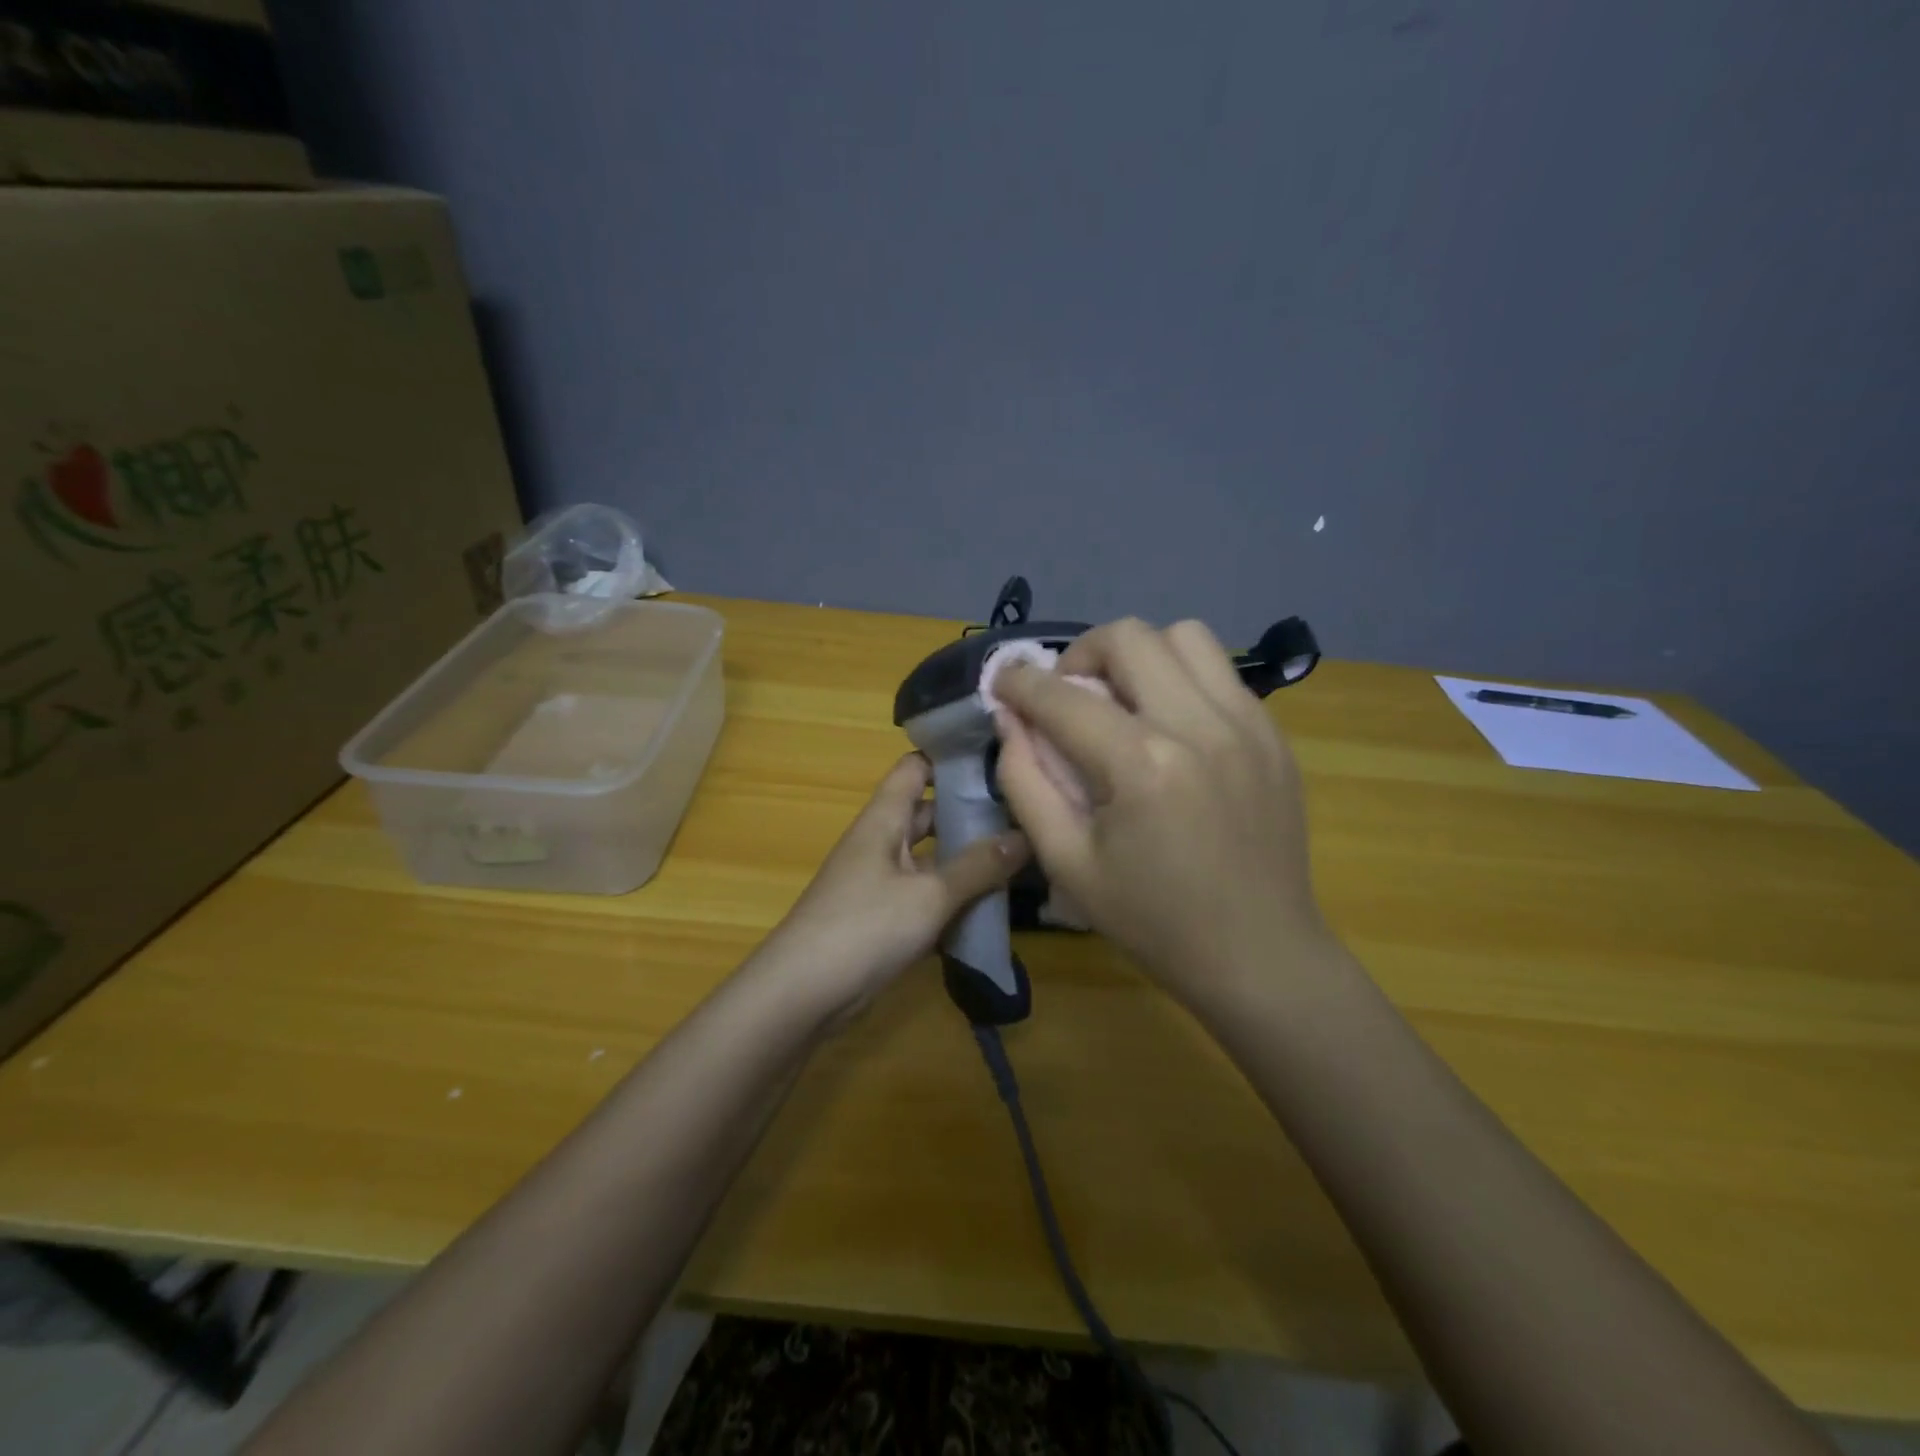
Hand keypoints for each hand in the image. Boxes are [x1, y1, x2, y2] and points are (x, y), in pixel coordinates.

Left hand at [764, 754, 1029, 1021]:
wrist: (801, 994)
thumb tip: (1026, 835)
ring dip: (965, 859)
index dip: (950, 757)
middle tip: (1023, 812)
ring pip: (930, 858)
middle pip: (927, 813)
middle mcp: (880, 842)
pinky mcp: (882, 918)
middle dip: (970, 812)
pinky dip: (952, 897)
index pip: (915, 768)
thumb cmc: (864, 927)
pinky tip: (991, 906)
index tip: (998, 758)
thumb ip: (978, 867)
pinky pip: (924, 895)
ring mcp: (880, 881)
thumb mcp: (929, 895)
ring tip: (1019, 856)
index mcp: (883, 819)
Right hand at [991, 619, 1328, 1007]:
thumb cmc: (1152, 919)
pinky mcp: (1273, 733)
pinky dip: (1181, 678)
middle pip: (1128, 637)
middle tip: (1068, 695)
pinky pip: (1220, 672)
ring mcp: (1247, 723)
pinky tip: (1170, 725)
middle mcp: (1199, 725)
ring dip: (1139, 655)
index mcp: (1141, 765)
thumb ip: (1025, 782)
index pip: (1063, 696)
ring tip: (1124, 700)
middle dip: (1080, 655)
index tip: (1002, 683)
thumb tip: (1009, 720)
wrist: (1259, 954)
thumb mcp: (1066, 863)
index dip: (1019, 682)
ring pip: (1184, 636)